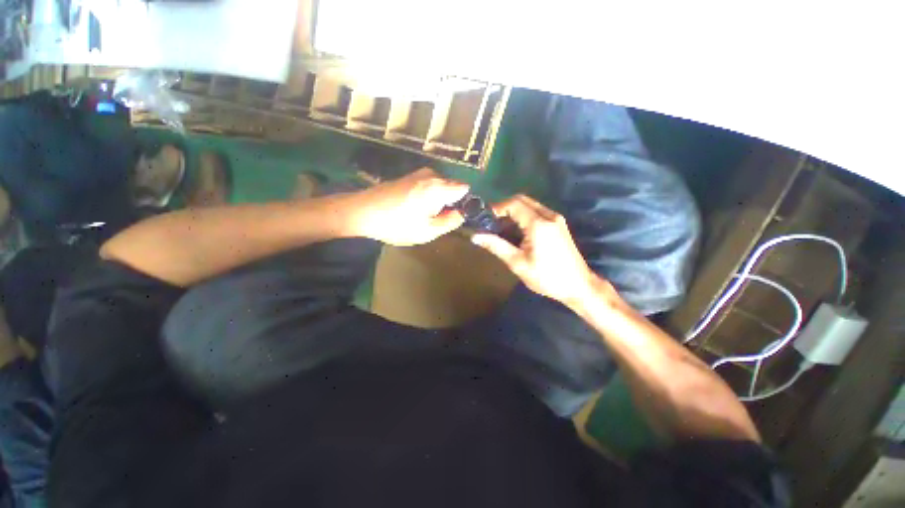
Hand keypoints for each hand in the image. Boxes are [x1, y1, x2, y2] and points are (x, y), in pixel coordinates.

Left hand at [351, 168, 468, 245]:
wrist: (362, 211)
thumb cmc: (396, 224)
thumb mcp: (428, 231)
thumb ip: (451, 222)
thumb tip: (462, 214)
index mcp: (439, 187)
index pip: (465, 189)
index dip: (464, 203)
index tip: (455, 216)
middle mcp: (432, 174)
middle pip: (453, 187)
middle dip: (450, 203)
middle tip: (436, 220)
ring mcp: (419, 173)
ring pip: (441, 187)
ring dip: (438, 201)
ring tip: (423, 216)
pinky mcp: (410, 176)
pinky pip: (429, 186)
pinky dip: (428, 197)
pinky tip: (413, 209)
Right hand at [471, 195, 602, 306]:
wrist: (578, 286)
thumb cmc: (546, 277)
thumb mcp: (517, 263)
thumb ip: (496, 246)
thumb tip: (475, 236)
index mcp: (538, 224)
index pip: (513, 204)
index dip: (496, 208)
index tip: (485, 219)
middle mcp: (549, 216)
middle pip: (522, 200)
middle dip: (504, 208)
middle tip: (492, 224)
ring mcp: (556, 219)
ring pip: (530, 205)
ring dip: (514, 212)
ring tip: (502, 230)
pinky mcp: (559, 225)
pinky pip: (537, 212)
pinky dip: (524, 216)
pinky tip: (517, 233)